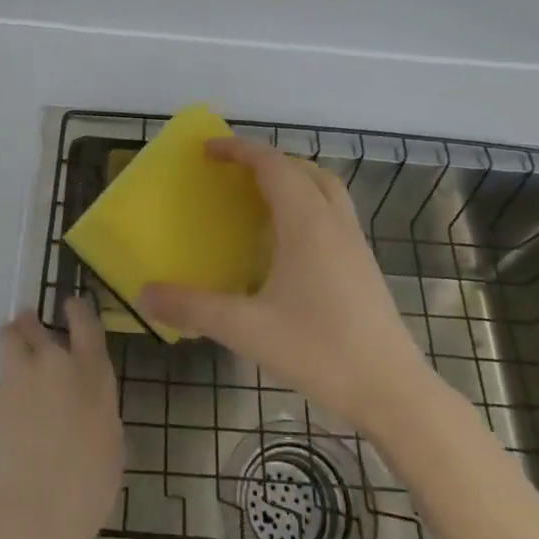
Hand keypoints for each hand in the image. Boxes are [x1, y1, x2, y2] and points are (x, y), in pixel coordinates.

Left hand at [0, 300, 123, 538]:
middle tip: (30, 329)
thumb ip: (95, 401)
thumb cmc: (88, 484)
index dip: (76, 309)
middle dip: (32, 324)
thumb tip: (82, 394)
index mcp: (92, 372)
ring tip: (11, 352)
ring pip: (9, 337)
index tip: (70, 304)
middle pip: (37, 324)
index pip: (84, 321)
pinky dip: (4, 387)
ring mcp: (19, 377)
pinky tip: (8, 414)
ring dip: (11, 339)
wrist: (35, 513)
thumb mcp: (109, 436)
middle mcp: (55, 363)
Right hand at [139, 137, 436, 432]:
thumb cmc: (319, 350)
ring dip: (292, 180)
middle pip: (302, 169)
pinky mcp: (363, 265)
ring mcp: (354, 242)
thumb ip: (193, 308)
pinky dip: (307, 206)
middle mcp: (333, 222)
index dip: (239, 150)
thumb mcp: (247, 329)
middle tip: (232, 173)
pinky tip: (286, 244)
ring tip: (258, 200)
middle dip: (266, 161)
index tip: (208, 148)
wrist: (392, 390)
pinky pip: (332, 213)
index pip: (272, 165)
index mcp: (306, 223)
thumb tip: (145, 294)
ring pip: (324, 189)